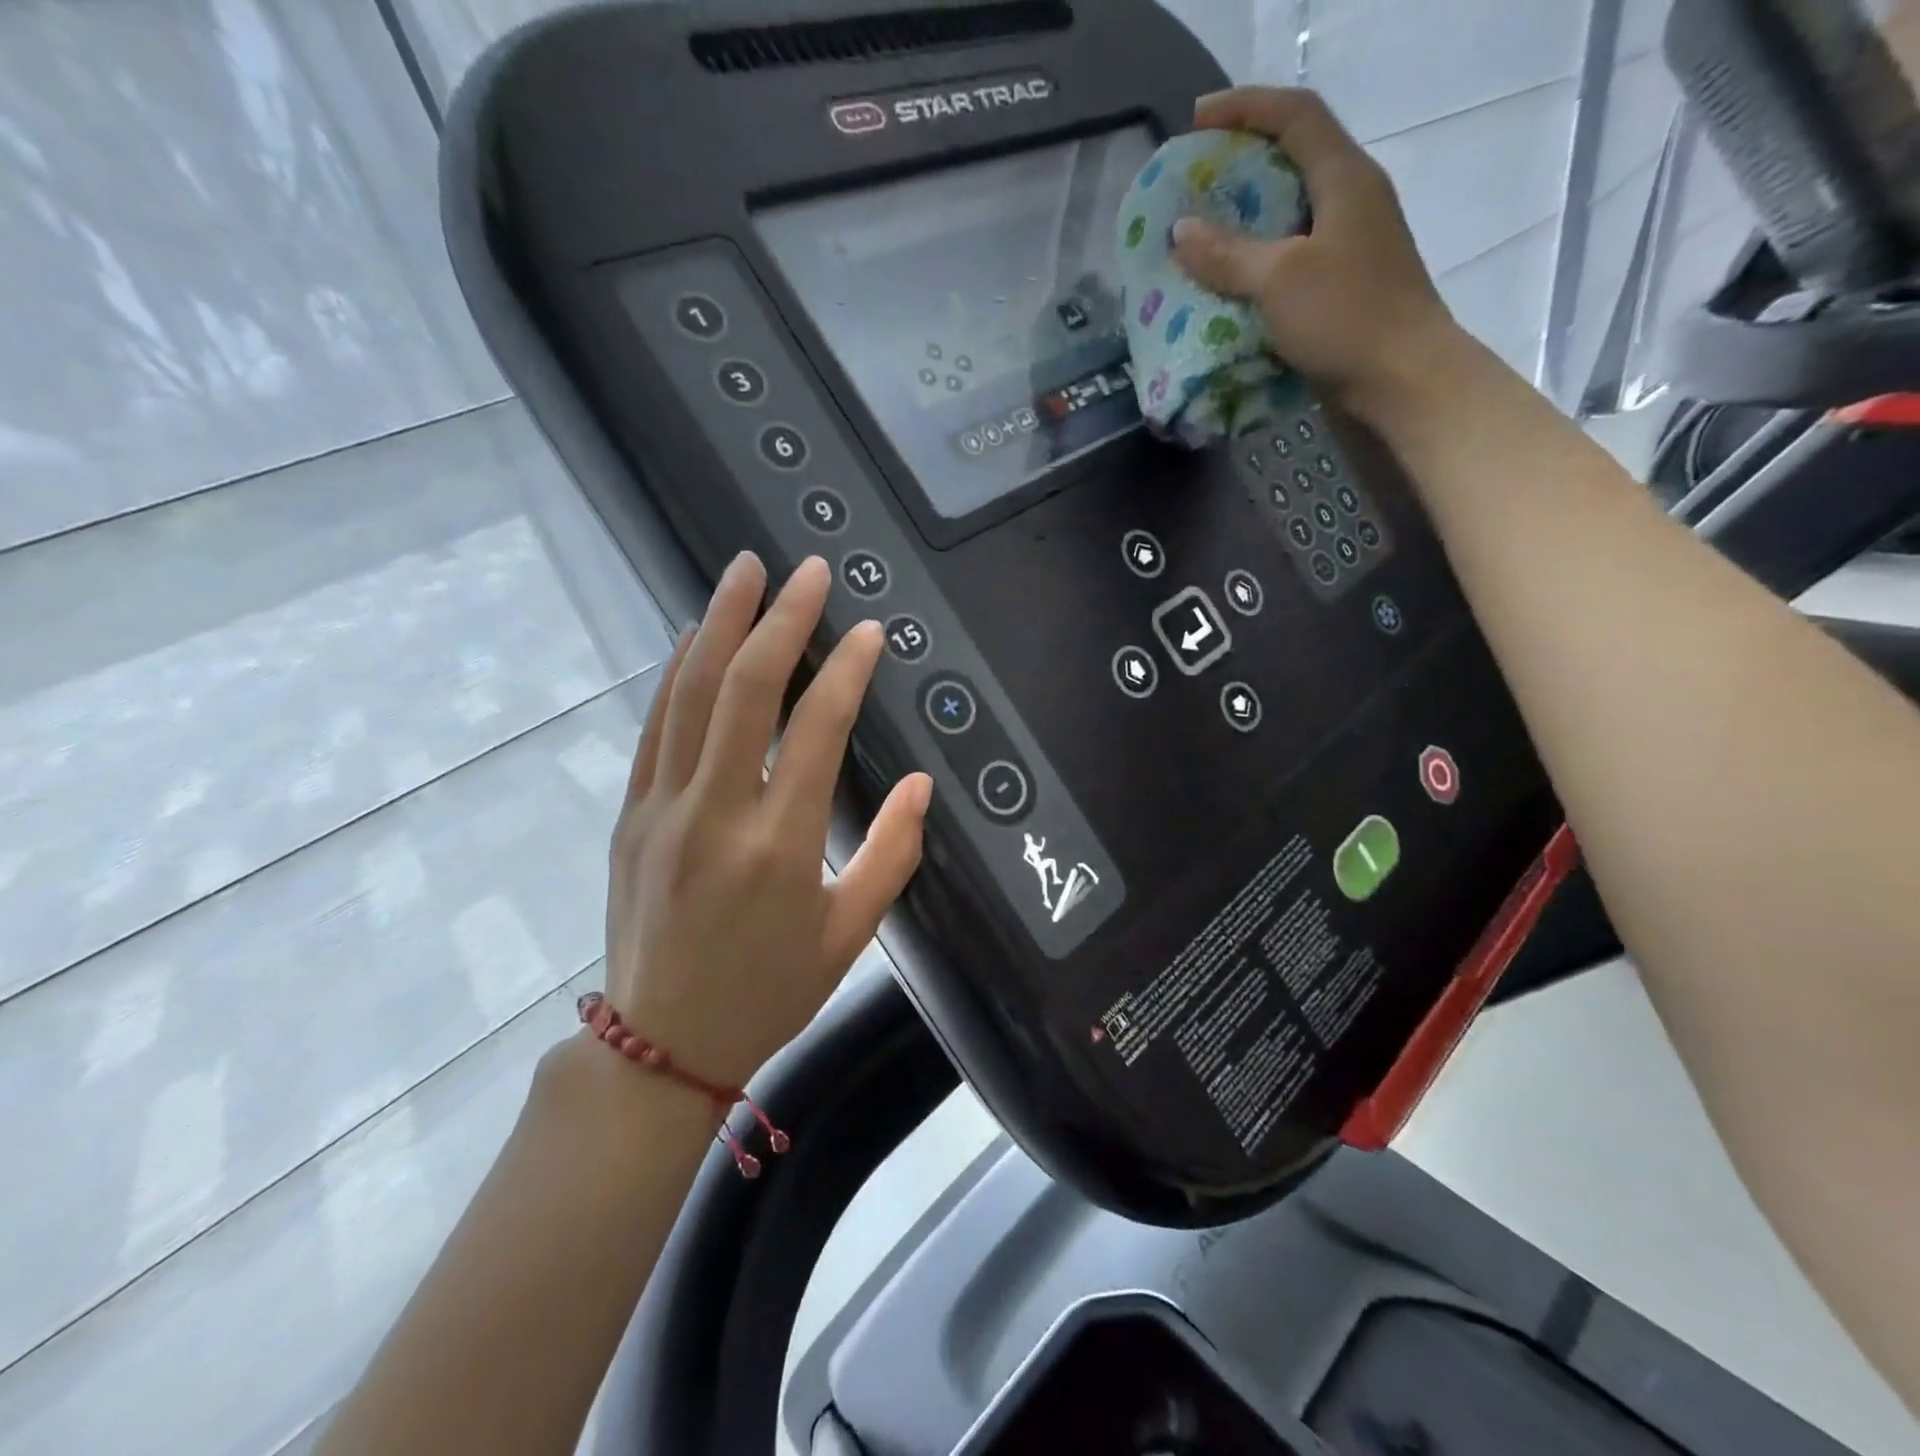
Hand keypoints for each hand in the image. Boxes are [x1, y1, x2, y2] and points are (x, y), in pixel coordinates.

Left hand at [603, 552, 932, 1089]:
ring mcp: (662, 808)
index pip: (816, 730)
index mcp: (779, 845)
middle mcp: (715, 813)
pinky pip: (654, 726)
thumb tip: (921, 785)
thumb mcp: (849, 934)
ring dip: (720, 624)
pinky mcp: (631, 813)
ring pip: (690, 694)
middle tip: (805, 570)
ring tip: (744, 571)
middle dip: (780, 620)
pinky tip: (695, 636)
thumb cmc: (769, 991)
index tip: (869, 631)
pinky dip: (676, 672)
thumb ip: (891, 853)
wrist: (662, 1044)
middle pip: (746, 691)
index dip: (846, 671)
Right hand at [1172, 87, 1467, 424]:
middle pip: (1296, 158)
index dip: (1245, 108)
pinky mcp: (1345, 285)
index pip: (1295, 116)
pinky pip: (1294, 255)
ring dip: (1250, 216)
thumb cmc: (1346, 317)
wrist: (1403, 378)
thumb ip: (1228, 254)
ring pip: (1294, 211)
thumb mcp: (1279, 280)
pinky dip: (1260, 259)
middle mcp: (1353, 200)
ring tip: (1207, 232)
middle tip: (1199, 180)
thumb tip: (1181, 231)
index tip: (1197, 121)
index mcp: (1346, 178)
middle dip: (1244, 161)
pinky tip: (1233, 281)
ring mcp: (1352, 244)